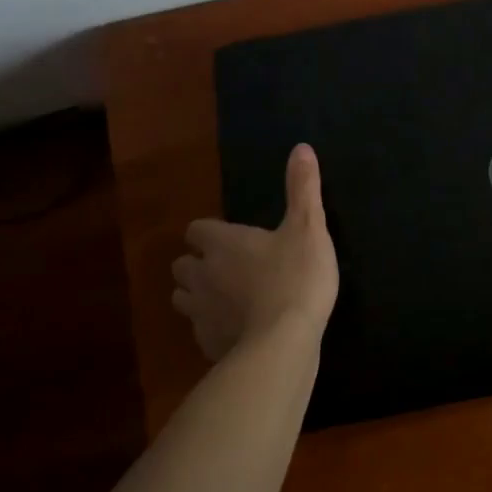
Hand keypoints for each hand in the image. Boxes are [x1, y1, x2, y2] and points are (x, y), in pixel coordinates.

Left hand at [171, 143, 338, 361]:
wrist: (283, 342)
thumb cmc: (296, 276)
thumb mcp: (309, 227)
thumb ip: (303, 188)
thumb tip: (301, 147)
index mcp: (222, 243)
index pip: (197, 230)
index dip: (210, 233)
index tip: (230, 238)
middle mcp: (202, 274)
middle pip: (182, 265)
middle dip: (198, 265)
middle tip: (227, 268)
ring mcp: (200, 313)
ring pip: (183, 299)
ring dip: (199, 296)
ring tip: (227, 299)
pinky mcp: (207, 344)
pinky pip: (201, 331)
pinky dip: (214, 327)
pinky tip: (236, 331)